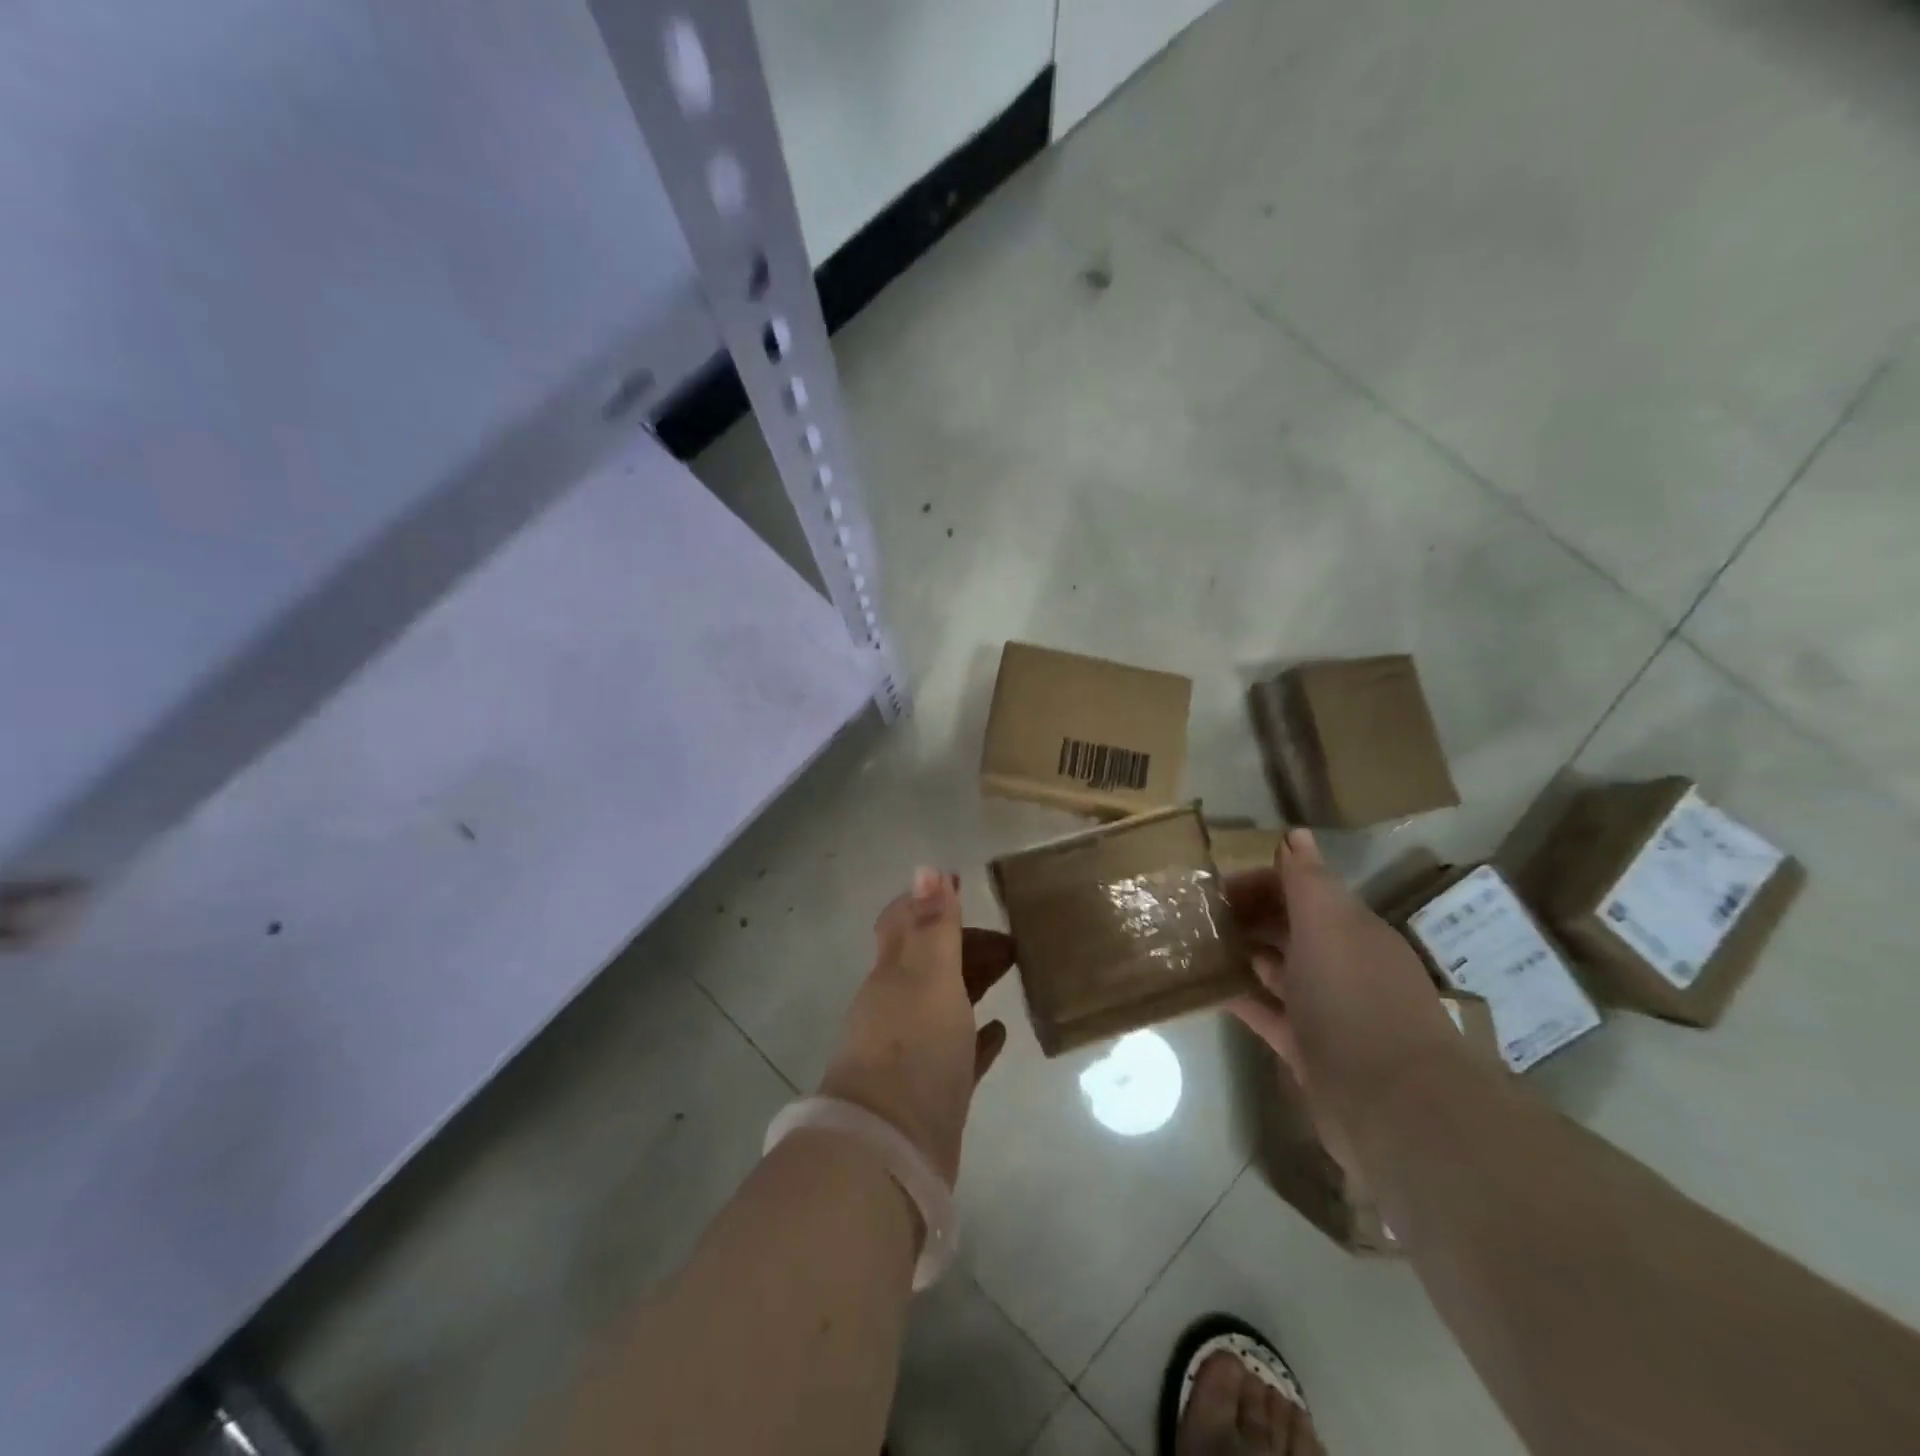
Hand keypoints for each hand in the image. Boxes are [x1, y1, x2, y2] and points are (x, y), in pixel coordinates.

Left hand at [818, 868, 1016, 1186]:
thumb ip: (931, 924)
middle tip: (1010, 940)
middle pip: (929, 961)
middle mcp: (897, 1005)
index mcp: (892, 973)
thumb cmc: (913, 1046)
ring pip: (945, 1001)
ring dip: (972, 981)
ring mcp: (913, 1049)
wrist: (891, 1147)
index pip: (904, 922)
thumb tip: (925, 867)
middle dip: (962, 942)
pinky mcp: (933, 1089)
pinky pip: (960, 1049)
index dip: (930, 901)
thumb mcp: (928, 975)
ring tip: (1012, 970)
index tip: (963, 884)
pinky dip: (977, 1033)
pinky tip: (1000, 1030)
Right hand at [1226, 830, 1461, 1159]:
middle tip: (1195, 913)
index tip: (1215, 886)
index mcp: (1352, 930)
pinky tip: (1206, 988)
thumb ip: (1307, 880)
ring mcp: (1326, 1010)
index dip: (1261, 881)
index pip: (1302, 890)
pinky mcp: (1308, 1049)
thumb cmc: (1354, 997)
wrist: (1390, 1104)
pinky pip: (1266, 1012)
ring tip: (1192, 945)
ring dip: (1241, 955)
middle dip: (1247, 916)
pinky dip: (1240, 998)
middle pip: (1288, 928)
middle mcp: (1341, 965)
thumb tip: (1295, 834)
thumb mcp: (1328, 924)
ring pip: (1276, 970)